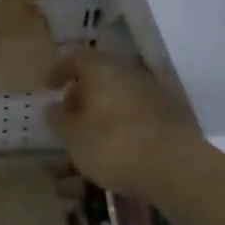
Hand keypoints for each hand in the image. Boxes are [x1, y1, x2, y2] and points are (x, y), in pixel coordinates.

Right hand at [49, 47, 198, 195]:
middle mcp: (128, 73)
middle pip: (99, 76)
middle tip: (69, 116)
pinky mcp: (169, 116)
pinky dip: (122, 125)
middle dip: (81, 95)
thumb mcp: (73, 136)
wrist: (175, 166)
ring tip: (90, 138)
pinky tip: (117, 148)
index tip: (49, 89)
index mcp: (101, 70)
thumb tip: (52, 106)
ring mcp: (152, 93)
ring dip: (102, 112)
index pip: (75, 57)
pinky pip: (136, 114)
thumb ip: (58, 118)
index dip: (59, 71)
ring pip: (118, 97)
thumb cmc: (113, 144)